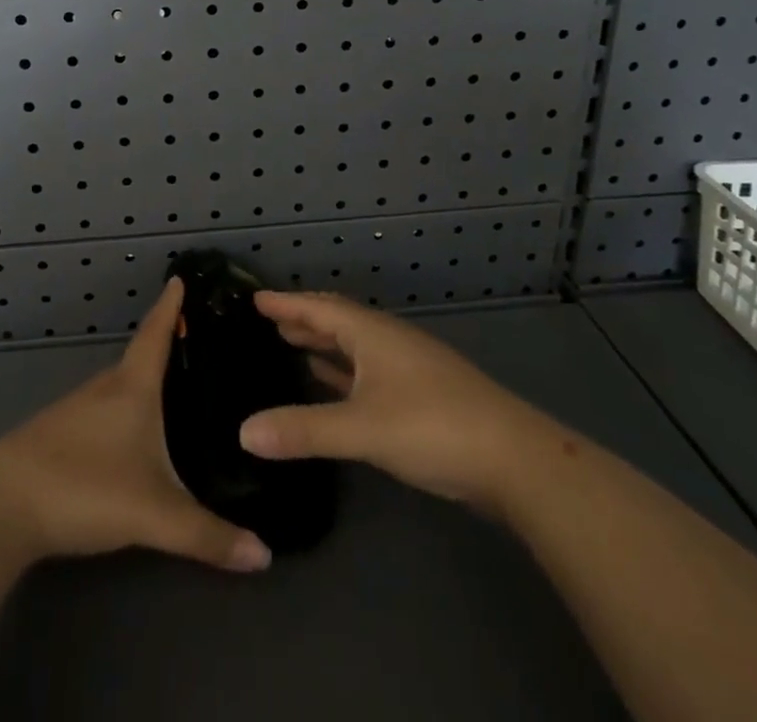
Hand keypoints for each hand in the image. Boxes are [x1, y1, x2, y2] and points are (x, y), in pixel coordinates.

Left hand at [0, 278, 271, 572]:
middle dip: (167, 346)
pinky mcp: (56, 435)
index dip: (171, 306)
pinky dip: (124, 408)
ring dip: (145, 380)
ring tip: (174, 388)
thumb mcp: (153, 514)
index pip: (156, 333)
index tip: (181, 277)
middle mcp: (104, 388)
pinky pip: (103, 409)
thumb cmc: (83, 487)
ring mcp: (76, 410)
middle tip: (199, 344)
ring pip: (120, 386)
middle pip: (140, 357)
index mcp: (131, 387)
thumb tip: (264, 556)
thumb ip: (207, 536)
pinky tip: (131, 434)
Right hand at [237, 290, 532, 511]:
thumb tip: (243, 431)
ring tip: (291, 344)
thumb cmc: (433, 427)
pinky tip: (331, 383)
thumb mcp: (362, 428)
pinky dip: (343, 372)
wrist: (513, 458)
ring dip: (323, 344)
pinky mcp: (420, 395)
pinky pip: (368, 371)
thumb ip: (303, 430)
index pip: (320, 308)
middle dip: (303, 318)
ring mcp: (407, 367)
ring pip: (354, 346)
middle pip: (338, 320)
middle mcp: (388, 341)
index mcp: (372, 334)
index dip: (287, 303)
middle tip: (268, 319)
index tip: (255, 296)